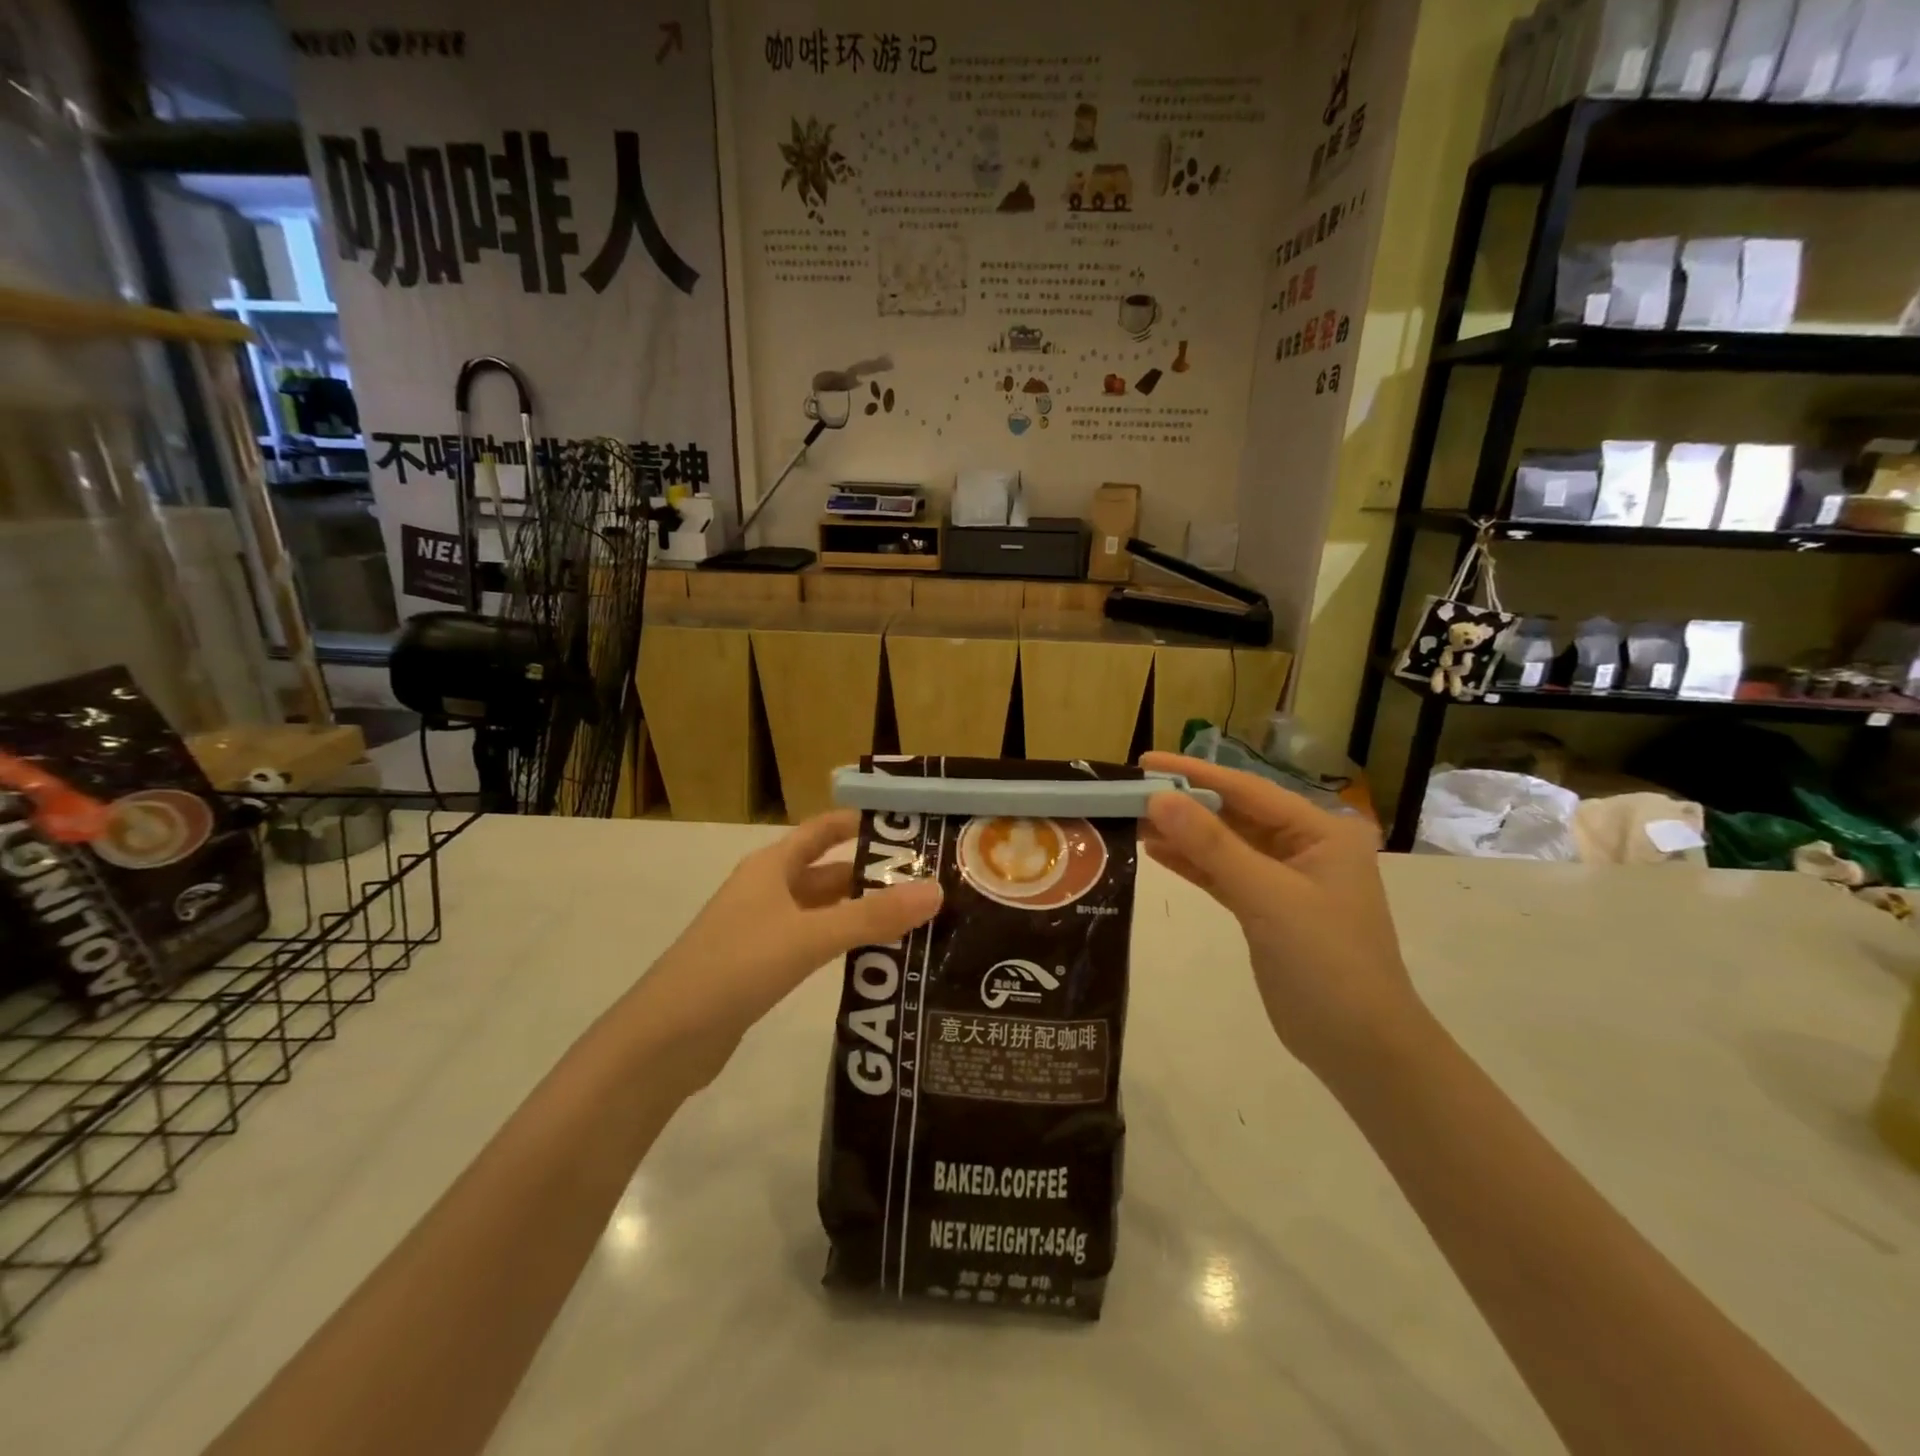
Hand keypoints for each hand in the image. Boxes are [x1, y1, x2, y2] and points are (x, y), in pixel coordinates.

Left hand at [634, 811, 941, 1067]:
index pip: (822, 830)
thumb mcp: (809, 936)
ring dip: (859, 912)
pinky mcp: (759, 968)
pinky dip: (841, 944)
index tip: (907, 826)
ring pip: (821, 911)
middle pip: (827, 873)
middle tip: (926, 883)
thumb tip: (937, 891)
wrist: (665, 1039)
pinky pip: (811, 943)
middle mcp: (766, 891)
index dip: (859, 823)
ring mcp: (760, 931)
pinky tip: (873, 959)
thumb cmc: (736, 966)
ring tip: (913, 919)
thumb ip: (873, 917)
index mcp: (770, 867)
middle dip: (871, 875)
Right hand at [1138, 752, 1423, 1074]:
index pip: (1247, 790)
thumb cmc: (1325, 961)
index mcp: (1321, 831)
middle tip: (1129, 793)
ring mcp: (1286, 880)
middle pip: (1235, 815)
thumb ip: (1212, 846)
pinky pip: (1224, 875)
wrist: (1360, 1047)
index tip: (1145, 762)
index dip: (1194, 774)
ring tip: (1132, 820)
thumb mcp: (1267, 896)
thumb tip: (1159, 799)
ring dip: (1183, 835)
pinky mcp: (1267, 910)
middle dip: (1184, 804)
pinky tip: (1156, 851)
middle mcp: (1306, 847)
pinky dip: (1192, 865)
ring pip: (1225, 846)